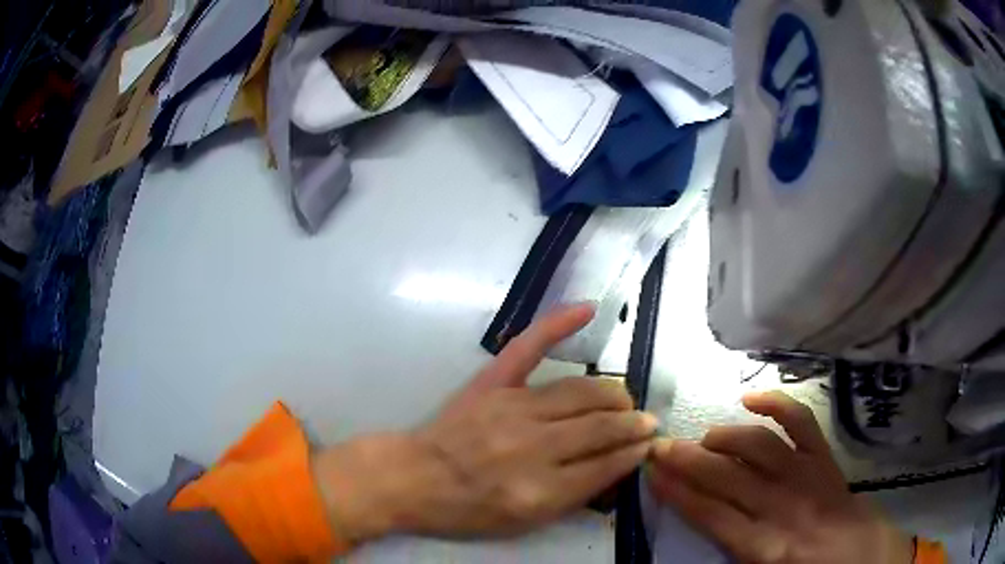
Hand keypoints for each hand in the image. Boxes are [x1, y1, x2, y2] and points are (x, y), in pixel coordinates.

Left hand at [313, 304, 657, 543]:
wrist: (415, 477)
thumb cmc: (468, 509)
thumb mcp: (525, 522)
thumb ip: (574, 497)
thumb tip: (617, 464)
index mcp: (541, 491)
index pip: (607, 465)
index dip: (634, 453)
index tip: (647, 446)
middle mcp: (533, 447)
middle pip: (601, 426)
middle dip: (632, 423)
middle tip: (644, 423)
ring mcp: (512, 409)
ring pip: (581, 392)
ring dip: (613, 394)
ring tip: (624, 399)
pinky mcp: (492, 384)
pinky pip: (528, 347)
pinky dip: (558, 325)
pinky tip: (588, 309)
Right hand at [648, 391, 912, 563]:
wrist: (861, 557)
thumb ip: (732, 555)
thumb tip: (704, 527)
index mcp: (764, 547)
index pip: (711, 515)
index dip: (678, 493)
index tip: (652, 474)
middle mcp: (784, 507)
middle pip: (728, 478)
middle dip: (689, 461)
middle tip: (660, 446)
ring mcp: (807, 476)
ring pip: (759, 447)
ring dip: (725, 437)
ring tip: (702, 439)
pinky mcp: (825, 458)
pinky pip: (801, 422)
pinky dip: (776, 404)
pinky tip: (750, 398)